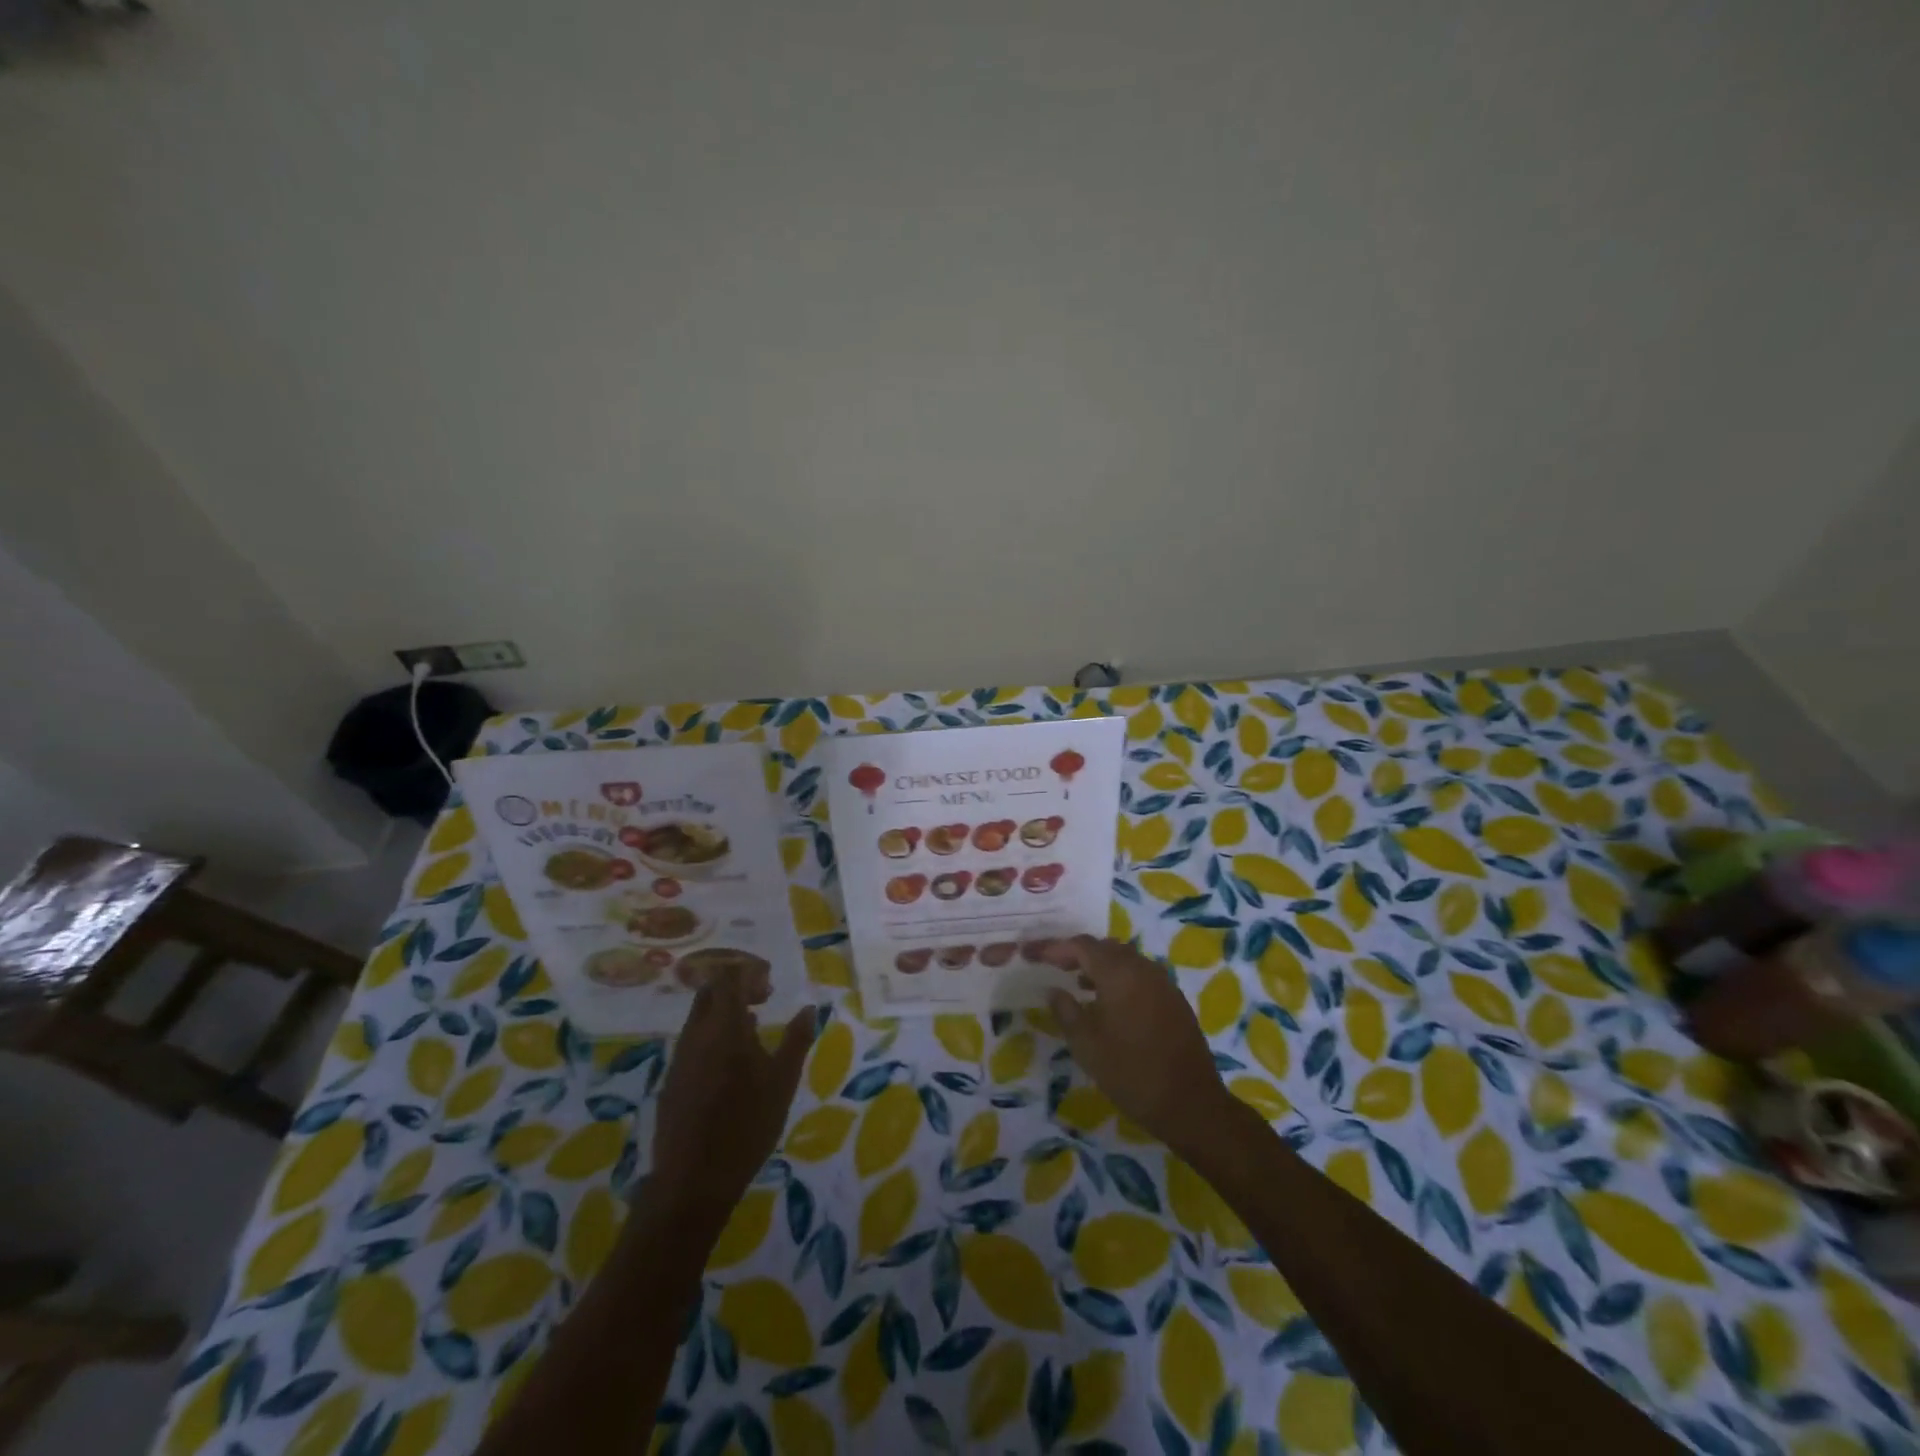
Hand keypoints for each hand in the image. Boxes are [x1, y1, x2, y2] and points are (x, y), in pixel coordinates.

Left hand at [650, 968, 815, 1224]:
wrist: (692, 1180)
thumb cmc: (747, 1126)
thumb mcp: (783, 1082)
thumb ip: (796, 1040)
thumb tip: (809, 1008)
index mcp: (725, 1027)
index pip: (728, 978)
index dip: (748, 973)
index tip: (770, 985)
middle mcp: (697, 1034)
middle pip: (709, 992)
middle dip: (735, 988)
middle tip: (763, 1000)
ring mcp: (679, 1058)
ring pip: (698, 1017)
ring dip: (723, 1013)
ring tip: (753, 1031)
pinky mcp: (672, 1080)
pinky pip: (692, 1042)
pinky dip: (712, 1036)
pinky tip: (731, 1063)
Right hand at [1044, 935, 1235, 1151]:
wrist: (1190, 1102)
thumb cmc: (1131, 1072)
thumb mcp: (1087, 1045)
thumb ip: (1066, 1011)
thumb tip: (1054, 990)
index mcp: (1119, 973)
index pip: (1081, 946)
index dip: (1055, 948)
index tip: (1033, 954)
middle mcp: (1142, 968)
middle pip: (1105, 947)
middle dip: (1078, 952)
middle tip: (1054, 965)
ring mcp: (1162, 982)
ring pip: (1125, 959)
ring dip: (1100, 964)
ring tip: (1078, 982)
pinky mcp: (1174, 998)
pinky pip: (1140, 974)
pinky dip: (1120, 977)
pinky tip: (1110, 1000)